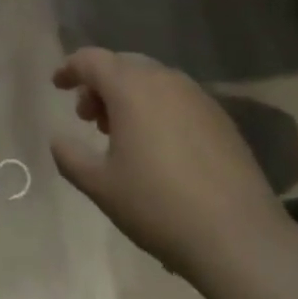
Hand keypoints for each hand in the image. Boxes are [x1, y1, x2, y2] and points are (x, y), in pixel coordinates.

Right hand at [50, 48, 291, 282]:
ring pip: (153, 81)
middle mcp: (165, 81)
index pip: (92, 60)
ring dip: (129, 97)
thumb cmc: (158, 206)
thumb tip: (58, 140)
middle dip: (100, 84)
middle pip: (123, 65)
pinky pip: (178, 99)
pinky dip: (157, 109)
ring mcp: (198, 98)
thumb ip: (70, 157)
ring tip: (121, 134)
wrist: (240, 238)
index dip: (70, 68)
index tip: (57, 85)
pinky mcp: (222, 120)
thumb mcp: (101, 186)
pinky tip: (158, 147)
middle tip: (88, 117)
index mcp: (131, 88)